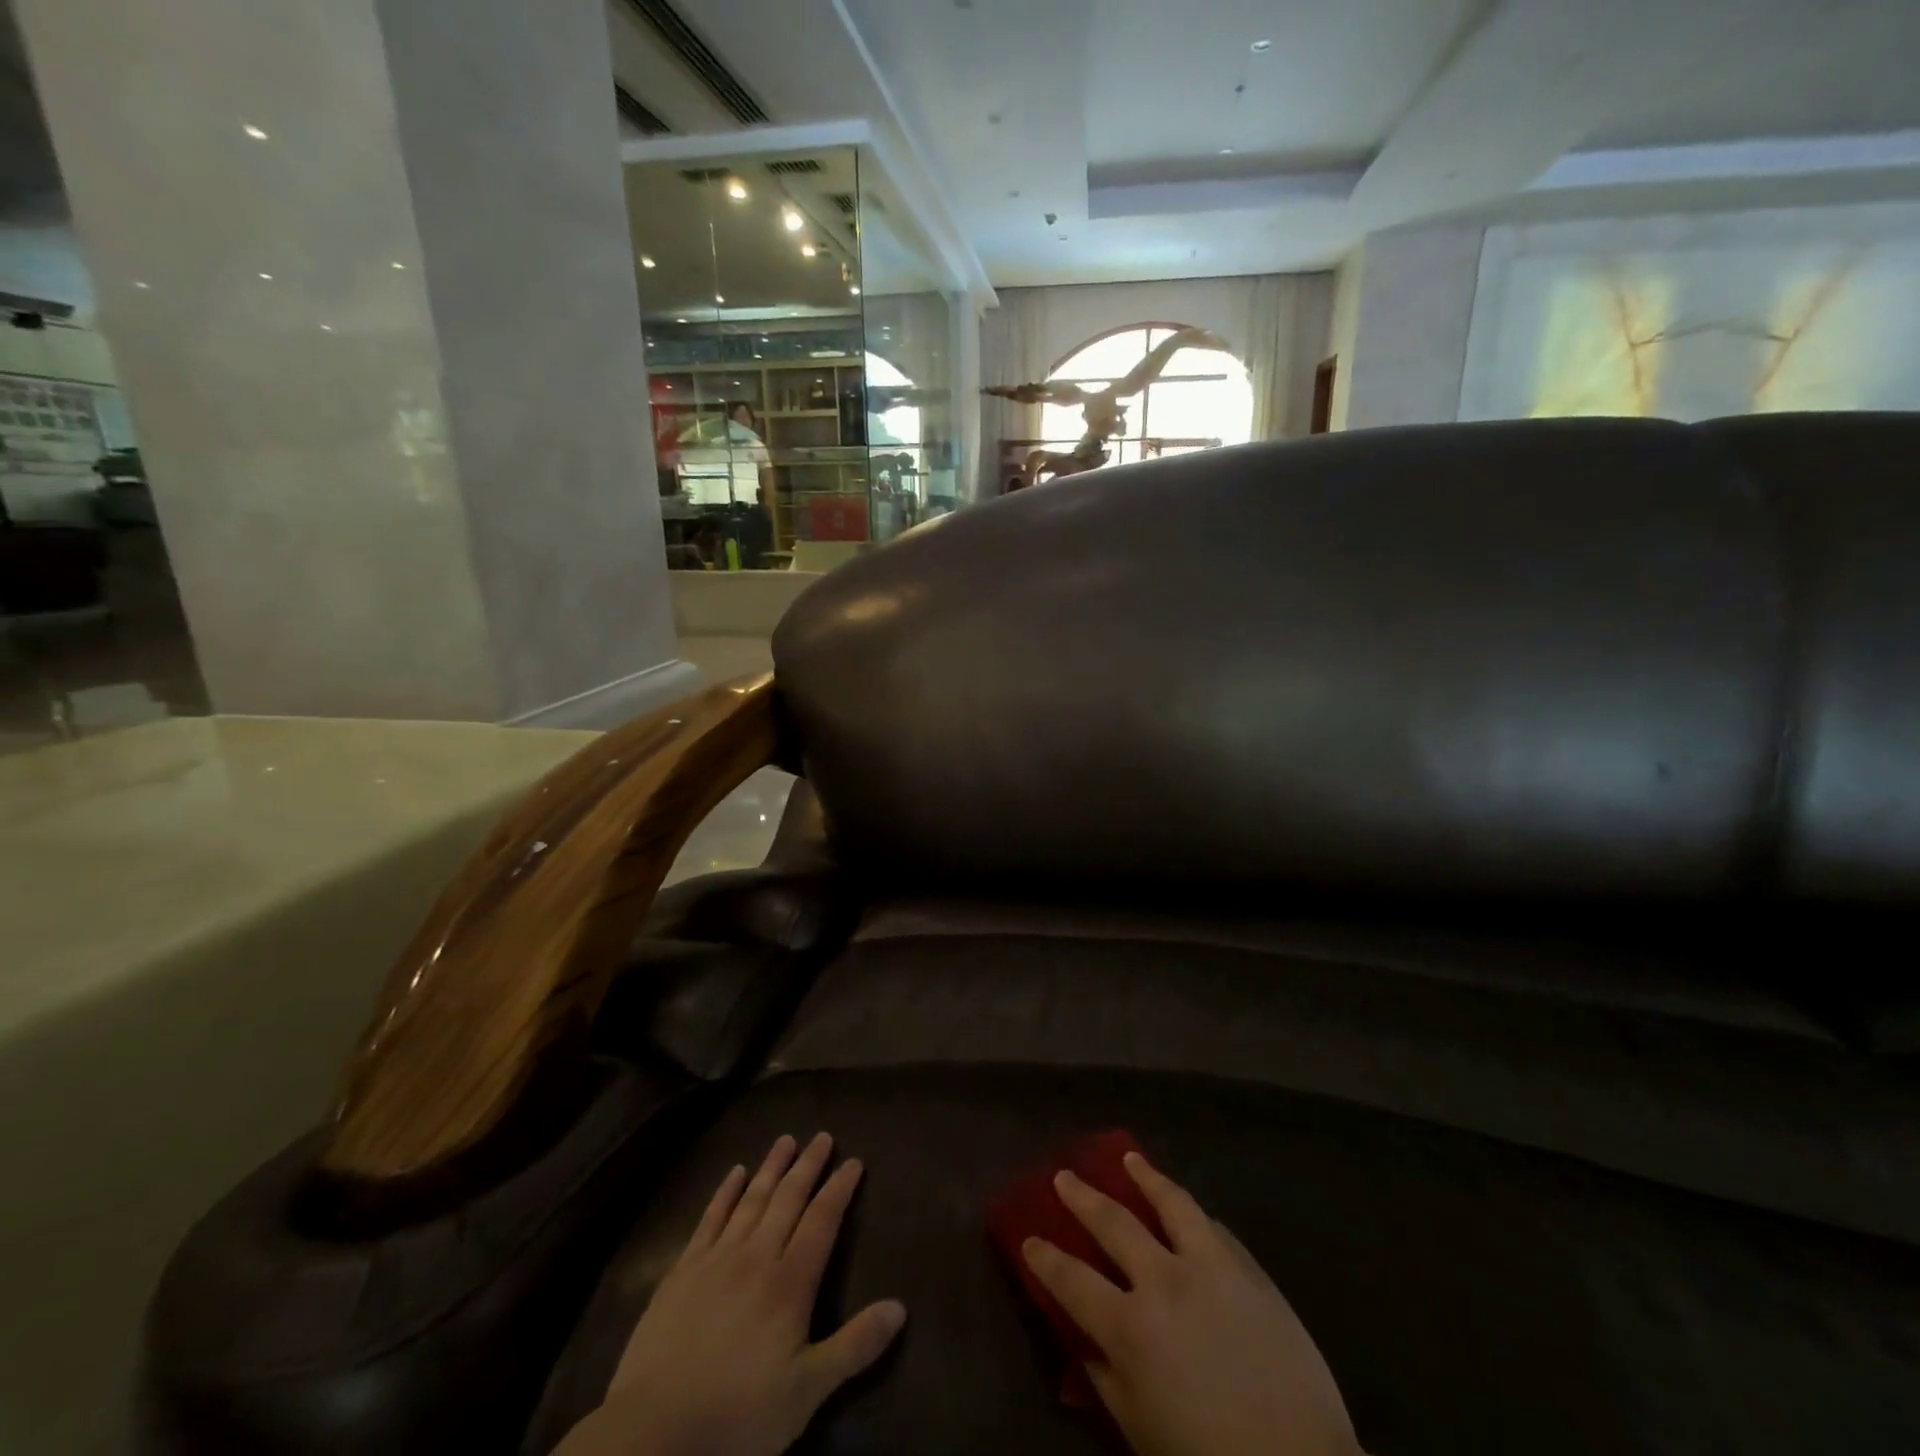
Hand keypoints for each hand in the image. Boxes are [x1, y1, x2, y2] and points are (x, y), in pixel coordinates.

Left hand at [558, 1133, 904, 1455]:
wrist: (653, 1432)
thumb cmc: (737, 1415)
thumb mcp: (806, 1393)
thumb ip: (854, 1346)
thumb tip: (900, 1307)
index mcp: (790, 1283)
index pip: (822, 1221)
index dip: (839, 1189)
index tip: (854, 1162)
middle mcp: (757, 1256)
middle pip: (788, 1199)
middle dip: (809, 1166)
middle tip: (823, 1137)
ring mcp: (716, 1259)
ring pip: (752, 1199)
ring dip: (772, 1167)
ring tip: (786, 1140)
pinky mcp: (683, 1270)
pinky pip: (710, 1218)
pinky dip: (725, 1192)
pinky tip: (735, 1172)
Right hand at [1022, 1151, 1360, 1455]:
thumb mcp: (1140, 1432)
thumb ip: (1104, 1379)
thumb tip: (1081, 1341)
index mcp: (1130, 1327)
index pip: (1072, 1280)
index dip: (1045, 1258)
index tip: (1029, 1239)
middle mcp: (1164, 1280)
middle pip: (1113, 1223)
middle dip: (1082, 1197)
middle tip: (1064, 1177)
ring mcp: (1210, 1267)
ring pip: (1170, 1202)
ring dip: (1145, 1177)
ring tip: (1129, 1160)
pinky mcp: (1249, 1269)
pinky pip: (1213, 1227)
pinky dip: (1191, 1213)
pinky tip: (1186, 1208)